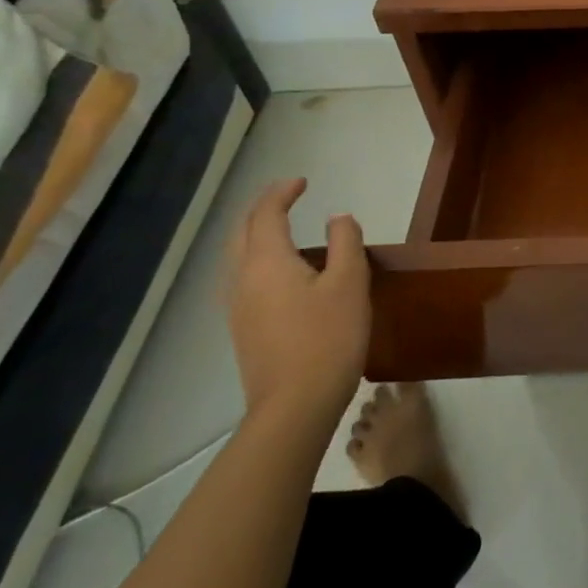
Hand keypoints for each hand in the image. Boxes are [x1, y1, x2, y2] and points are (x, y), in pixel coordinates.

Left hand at [227, 178, 369, 430]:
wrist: (295, 405)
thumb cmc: (328, 337)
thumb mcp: (350, 282)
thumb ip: (345, 242)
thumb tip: (337, 218)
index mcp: (267, 262)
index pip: (265, 215)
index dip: (281, 193)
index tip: (302, 181)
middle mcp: (242, 280)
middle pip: (241, 233)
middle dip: (261, 210)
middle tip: (287, 198)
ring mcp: (237, 308)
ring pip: (237, 258)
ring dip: (256, 235)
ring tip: (283, 229)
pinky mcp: (243, 329)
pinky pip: (242, 279)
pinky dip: (257, 259)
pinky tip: (280, 272)